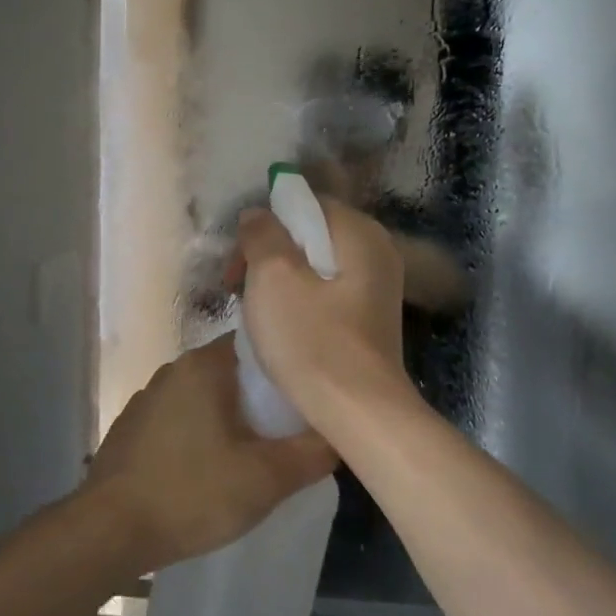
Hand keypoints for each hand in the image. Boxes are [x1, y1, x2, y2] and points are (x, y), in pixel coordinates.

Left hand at [84, 336, 336, 572]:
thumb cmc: (191, 493)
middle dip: (262, 399)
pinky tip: (211, 469)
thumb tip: (338, 435)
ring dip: (231, 418)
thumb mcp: (265, 479)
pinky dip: (202, 434)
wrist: (108, 531)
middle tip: (291, 431)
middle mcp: (173, 370)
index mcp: (203, 366)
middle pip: (233, 372)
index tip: (308, 394)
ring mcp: (148, 399)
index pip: (257, 345)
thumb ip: (311, 454)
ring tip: (256, 452)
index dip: (287, 367)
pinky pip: (181, 419)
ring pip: (206, 398)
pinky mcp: (133, 428)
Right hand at [235, 198, 412, 435]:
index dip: (265, 224)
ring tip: (255, 310)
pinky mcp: (370, 317)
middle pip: (310, 235)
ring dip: (281, 280)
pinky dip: (300, 300)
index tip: (238, 260)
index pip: (305, 204)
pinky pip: (327, 292)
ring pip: (316, 266)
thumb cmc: (312, 339)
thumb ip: (262, 234)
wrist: (358, 412)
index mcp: (359, 232)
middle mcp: (377, 251)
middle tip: (238, 286)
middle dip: (269, 254)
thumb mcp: (273, 277)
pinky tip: (282, 326)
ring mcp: (377, 287)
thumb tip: (257, 215)